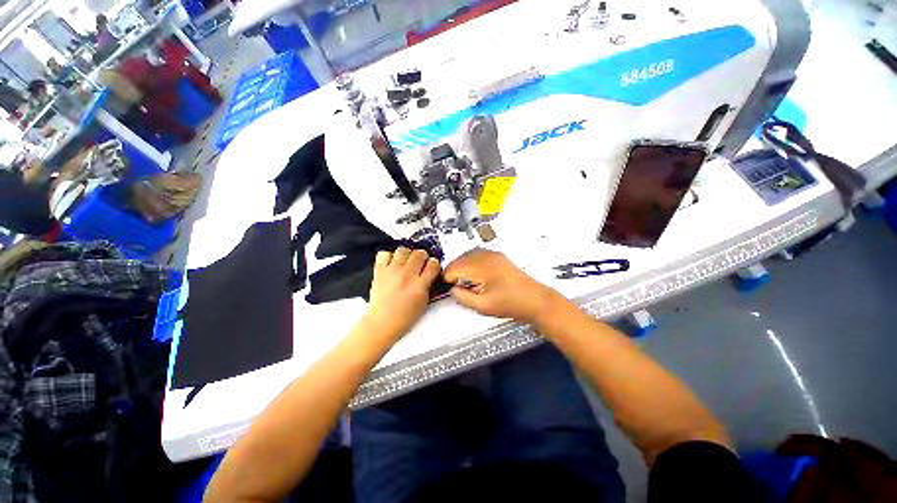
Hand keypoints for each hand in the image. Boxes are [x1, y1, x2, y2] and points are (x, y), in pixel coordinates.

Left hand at [364, 247, 441, 340]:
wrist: (382, 323)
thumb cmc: (403, 317)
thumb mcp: (424, 303)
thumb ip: (428, 285)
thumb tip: (431, 272)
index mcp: (419, 286)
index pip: (433, 264)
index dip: (434, 263)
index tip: (432, 265)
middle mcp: (406, 276)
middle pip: (419, 253)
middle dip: (422, 256)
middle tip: (420, 262)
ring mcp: (392, 272)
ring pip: (403, 250)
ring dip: (407, 254)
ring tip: (406, 261)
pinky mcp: (379, 271)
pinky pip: (384, 253)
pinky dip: (388, 256)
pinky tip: (392, 262)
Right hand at [444, 249, 561, 324]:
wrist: (535, 300)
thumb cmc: (511, 304)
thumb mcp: (482, 306)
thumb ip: (462, 297)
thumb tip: (452, 289)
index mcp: (482, 267)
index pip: (455, 267)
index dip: (448, 278)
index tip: (448, 287)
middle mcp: (487, 256)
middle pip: (460, 258)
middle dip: (453, 271)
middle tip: (453, 285)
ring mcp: (493, 254)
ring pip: (467, 254)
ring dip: (461, 266)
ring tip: (462, 280)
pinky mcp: (498, 256)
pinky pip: (477, 254)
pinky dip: (470, 262)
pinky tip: (473, 274)